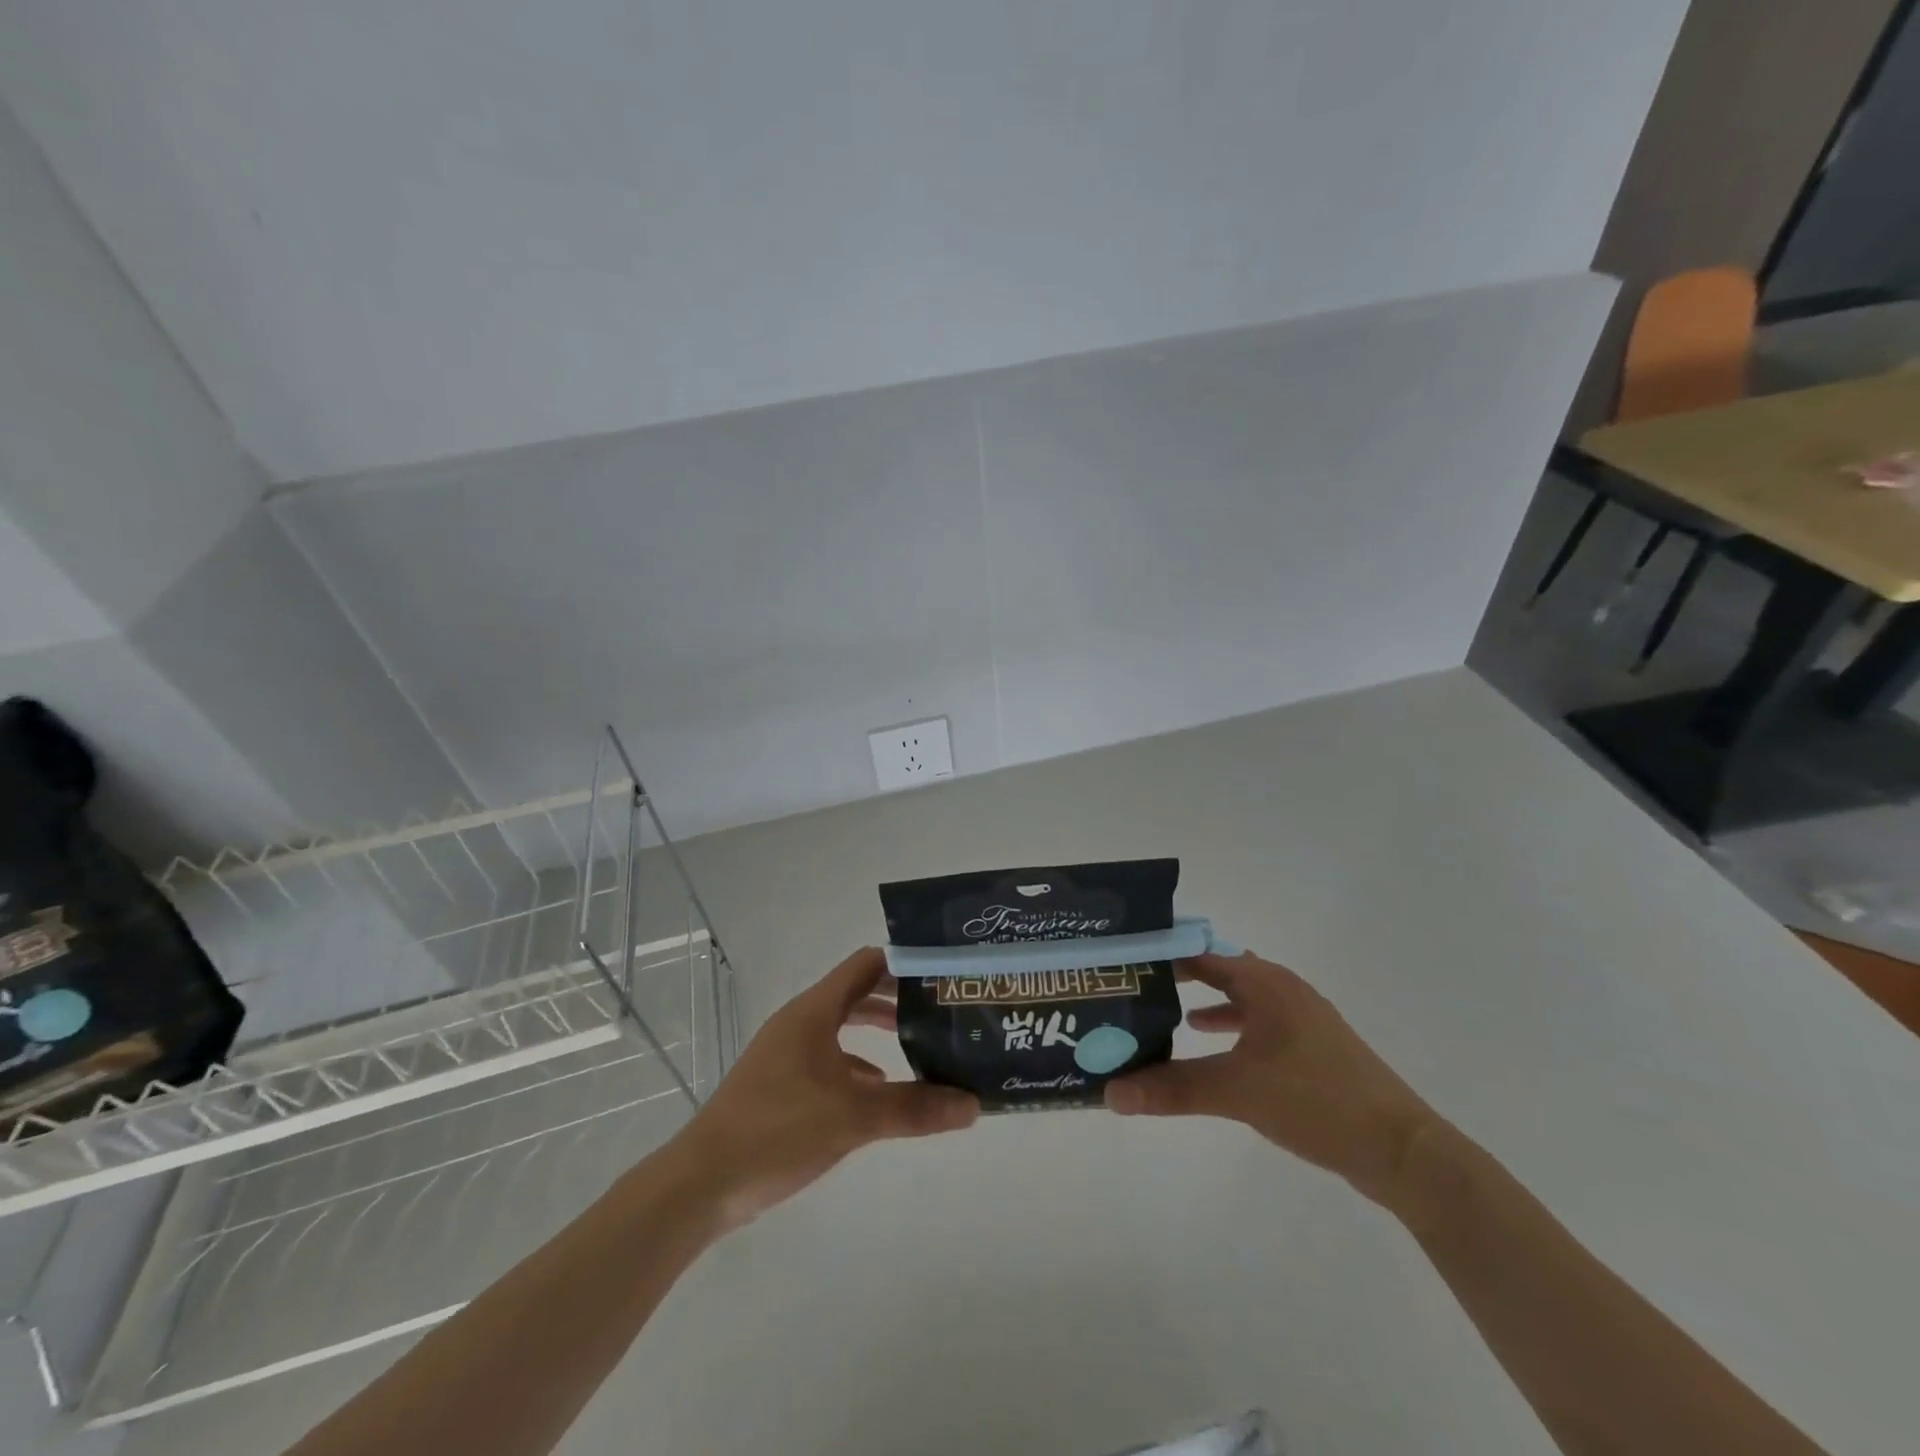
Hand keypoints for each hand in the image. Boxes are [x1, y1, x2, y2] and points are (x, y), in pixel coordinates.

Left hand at [662, 947, 978, 1229]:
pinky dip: (856, 1064)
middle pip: (856, 993)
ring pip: (842, 1027)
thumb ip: (914, 1108)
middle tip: (940, 1012)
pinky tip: (878, 1089)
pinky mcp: (779, 1083)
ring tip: (920, 1048)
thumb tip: (973, 1104)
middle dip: (897, 1000)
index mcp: (814, 1011)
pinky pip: (827, 1058)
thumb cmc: (778, 1130)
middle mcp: (800, 1022)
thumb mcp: (854, 1118)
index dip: (903, 964)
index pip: (866, 965)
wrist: (702, 1183)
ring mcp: (787, 1052)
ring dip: (877, 1032)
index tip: (941, 976)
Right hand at [1105, 951, 1438, 1204]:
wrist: (1402, 1152)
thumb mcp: (1237, 1092)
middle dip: (1179, 977)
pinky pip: (1257, 1024)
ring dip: (1204, 1002)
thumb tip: (1110, 1093)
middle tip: (1136, 988)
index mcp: (1265, 982)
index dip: (1163, 953)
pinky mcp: (1312, 1049)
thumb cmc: (1317, 1101)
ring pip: (1240, 998)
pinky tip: (1210, 1048)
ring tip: (1164, 1015)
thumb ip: (1172, 1088)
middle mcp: (1283, 989)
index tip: (1125, 961)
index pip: (1201, 952)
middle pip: (1219, 970)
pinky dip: (1229, 1028)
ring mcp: (1301, 1019)